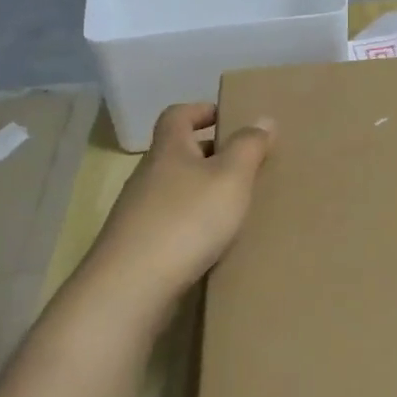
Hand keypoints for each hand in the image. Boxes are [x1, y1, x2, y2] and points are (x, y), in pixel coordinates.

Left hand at [89, 103, 274, 302]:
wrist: (132, 286)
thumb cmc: (187, 220)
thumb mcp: (230, 178)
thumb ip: (249, 147)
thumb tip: (263, 118)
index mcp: (168, 150)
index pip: (178, 115)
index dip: (201, 110)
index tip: (226, 116)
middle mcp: (148, 175)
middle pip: (177, 152)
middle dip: (209, 152)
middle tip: (244, 162)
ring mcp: (139, 212)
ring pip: (175, 188)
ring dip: (202, 190)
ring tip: (234, 203)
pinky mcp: (139, 245)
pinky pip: (171, 221)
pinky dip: (192, 221)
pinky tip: (212, 240)